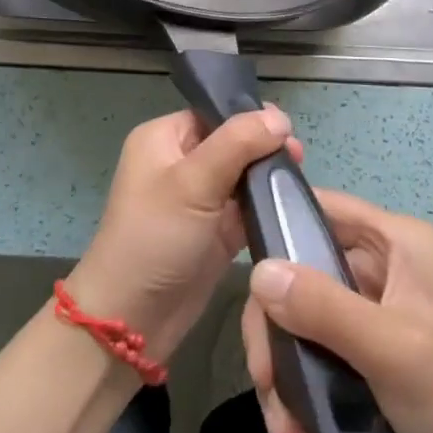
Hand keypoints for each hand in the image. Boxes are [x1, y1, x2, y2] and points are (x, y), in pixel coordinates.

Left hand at [68, 106, 300, 362]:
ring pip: (242, 176)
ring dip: (268, 178)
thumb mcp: (194, 182)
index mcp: (163, 139)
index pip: (213, 114)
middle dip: (264, 149)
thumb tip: (280, 117)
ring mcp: (198, 199)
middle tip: (298, 158)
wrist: (132, 319)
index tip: (288, 130)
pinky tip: (294, 204)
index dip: (249, 118)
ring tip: (300, 181)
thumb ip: (238, 143)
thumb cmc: (155, 237)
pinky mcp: (214, 232)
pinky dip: (266, 206)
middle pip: (232, 143)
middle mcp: (180, 162)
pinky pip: (245, 208)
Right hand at [242, 189, 432, 432]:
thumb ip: (323, 306)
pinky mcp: (366, 343)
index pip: (325, 207)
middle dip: (276, 325)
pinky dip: (300, 381)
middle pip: (303, 267)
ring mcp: (374, 304)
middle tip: (264, 381)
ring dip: (284, 365)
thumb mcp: (391, 348)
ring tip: (282, 426)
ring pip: (302, 310)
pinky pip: (315, 344)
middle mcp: (384, 262)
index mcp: (400, 241)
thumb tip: (256, 272)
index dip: (279, 221)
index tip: (237, 259)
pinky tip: (295, 430)